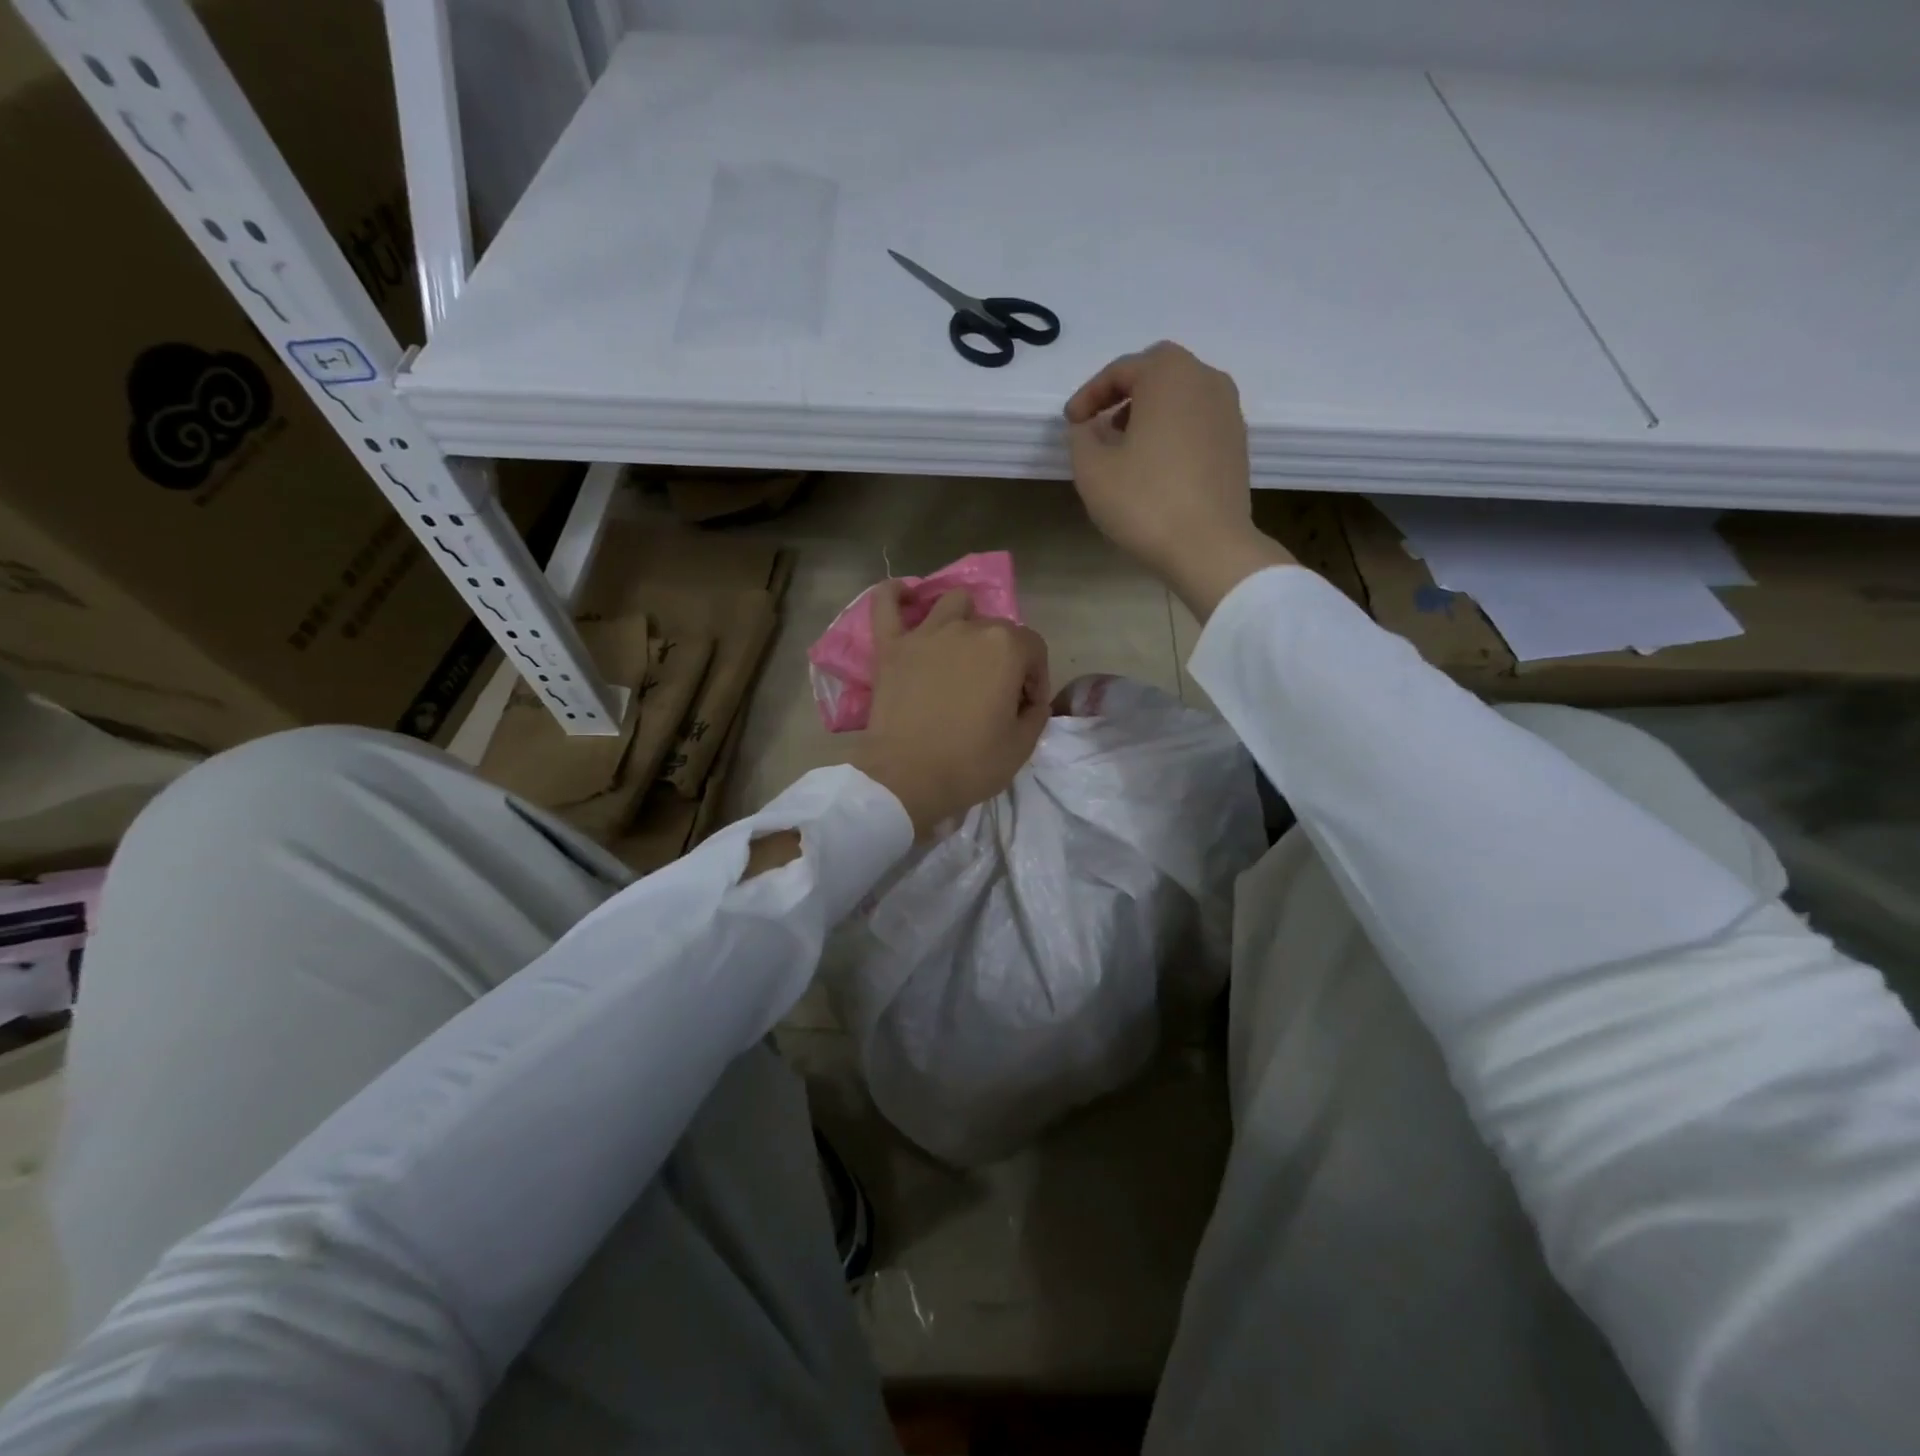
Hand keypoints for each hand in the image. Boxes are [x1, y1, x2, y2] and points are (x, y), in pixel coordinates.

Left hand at [850, 584, 1050, 837]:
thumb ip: (1036, 713)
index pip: (1033, 649)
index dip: (1035, 678)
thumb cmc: (970, 764)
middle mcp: (968, 629)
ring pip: (952, 604)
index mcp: (1005, 648)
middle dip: (1005, 658)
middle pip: (996, 629)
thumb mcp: (1022, 746)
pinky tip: (905, 595)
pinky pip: (886, 605)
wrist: (906, 779)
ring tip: (962, 648)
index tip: (1026, 707)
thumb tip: (1029, 700)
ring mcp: (925, 634)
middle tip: (996, 694)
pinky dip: (895, 595)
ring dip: (964, 620)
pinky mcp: (891, 648)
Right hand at [1064, 340, 1294, 618]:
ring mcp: (1229, 411)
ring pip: (1180, 397)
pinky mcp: (1237, 443)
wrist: (1209, 547)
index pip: (1120, 370)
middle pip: (1156, 373)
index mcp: (1169, 374)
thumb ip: (1082, 437)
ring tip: (1125, 448)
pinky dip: (1172, 432)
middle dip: (1123, 394)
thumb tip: (1090, 428)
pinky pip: (1197, 422)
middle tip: (1099, 426)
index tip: (1071, 424)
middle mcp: (1206, 380)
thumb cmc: (1145, 502)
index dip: (1088, 395)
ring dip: (1149, 413)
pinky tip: (1155, 466)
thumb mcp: (1092, 469)